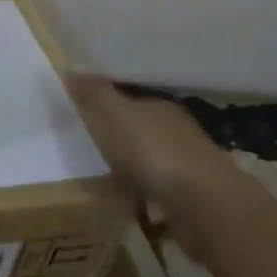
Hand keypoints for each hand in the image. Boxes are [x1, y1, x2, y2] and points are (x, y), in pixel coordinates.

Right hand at [67, 74, 238, 259]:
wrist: (205, 204)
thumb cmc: (156, 153)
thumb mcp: (117, 118)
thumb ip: (95, 95)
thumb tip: (71, 67)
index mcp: (161, 109)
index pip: (133, 102)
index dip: (110, 108)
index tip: (87, 118)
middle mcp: (178, 134)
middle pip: (144, 133)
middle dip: (123, 141)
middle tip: (92, 151)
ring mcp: (189, 168)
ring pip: (153, 164)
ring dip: (135, 172)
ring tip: (106, 183)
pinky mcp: (192, 201)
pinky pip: (159, 195)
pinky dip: (146, 200)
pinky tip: (130, 209)